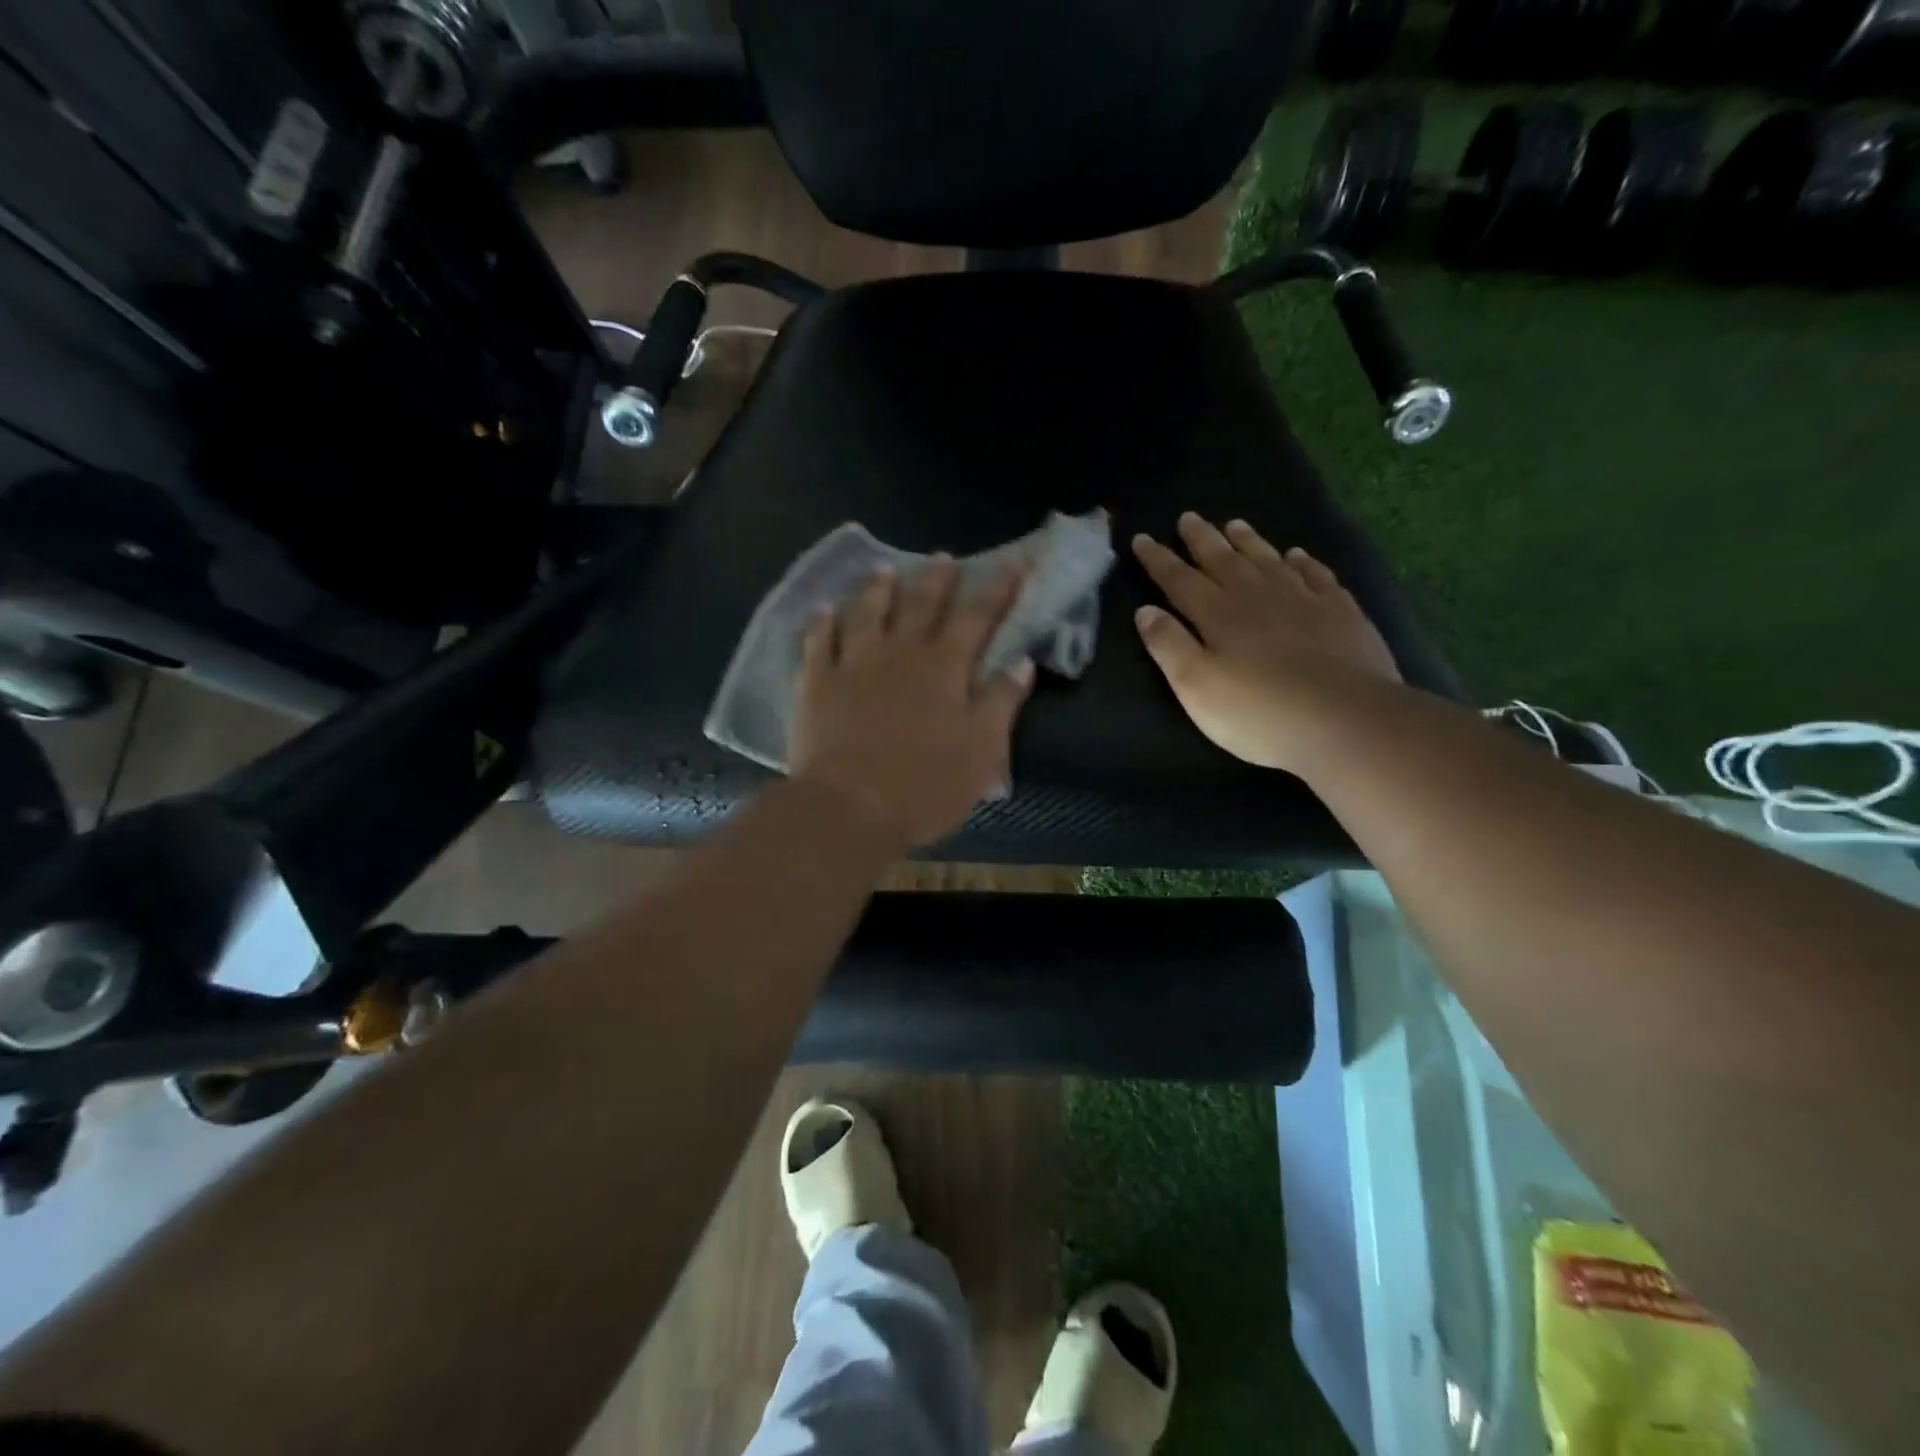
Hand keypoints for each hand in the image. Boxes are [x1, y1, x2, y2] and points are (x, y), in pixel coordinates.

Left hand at [791, 557, 1036, 853]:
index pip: (977, 616)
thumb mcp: (982, 750)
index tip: (1012, 564)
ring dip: (877, 587)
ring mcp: (854, 663)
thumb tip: (1021, 661)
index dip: (997, 589)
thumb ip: (1001, 702)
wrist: (849, 807)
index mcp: (945, 668)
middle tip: (943, 557)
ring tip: (884, 569)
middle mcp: (901, 653)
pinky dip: (821, 621)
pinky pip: (818, 640)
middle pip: (921, 603)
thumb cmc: (925, 785)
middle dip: (937, 578)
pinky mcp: (817, 682)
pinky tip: (822, 608)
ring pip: (867, 611)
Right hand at [1132, 514, 1400, 773]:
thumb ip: (1169, 646)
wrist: (1346, 720)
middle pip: (1223, 559)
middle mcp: (1257, 595)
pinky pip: (1316, 575)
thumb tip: (1145, 611)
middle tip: (1189, 517)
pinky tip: (1297, 556)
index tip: (1141, 538)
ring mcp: (1303, 599)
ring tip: (1235, 524)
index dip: (1159, 559)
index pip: (1179, 579)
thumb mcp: (1196, 686)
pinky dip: (1303, 562)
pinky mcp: (1340, 612)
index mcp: (1217, 614)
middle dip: (1202, 539)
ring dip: (1249, 541)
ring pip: (1268, 560)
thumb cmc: (1259, 711)